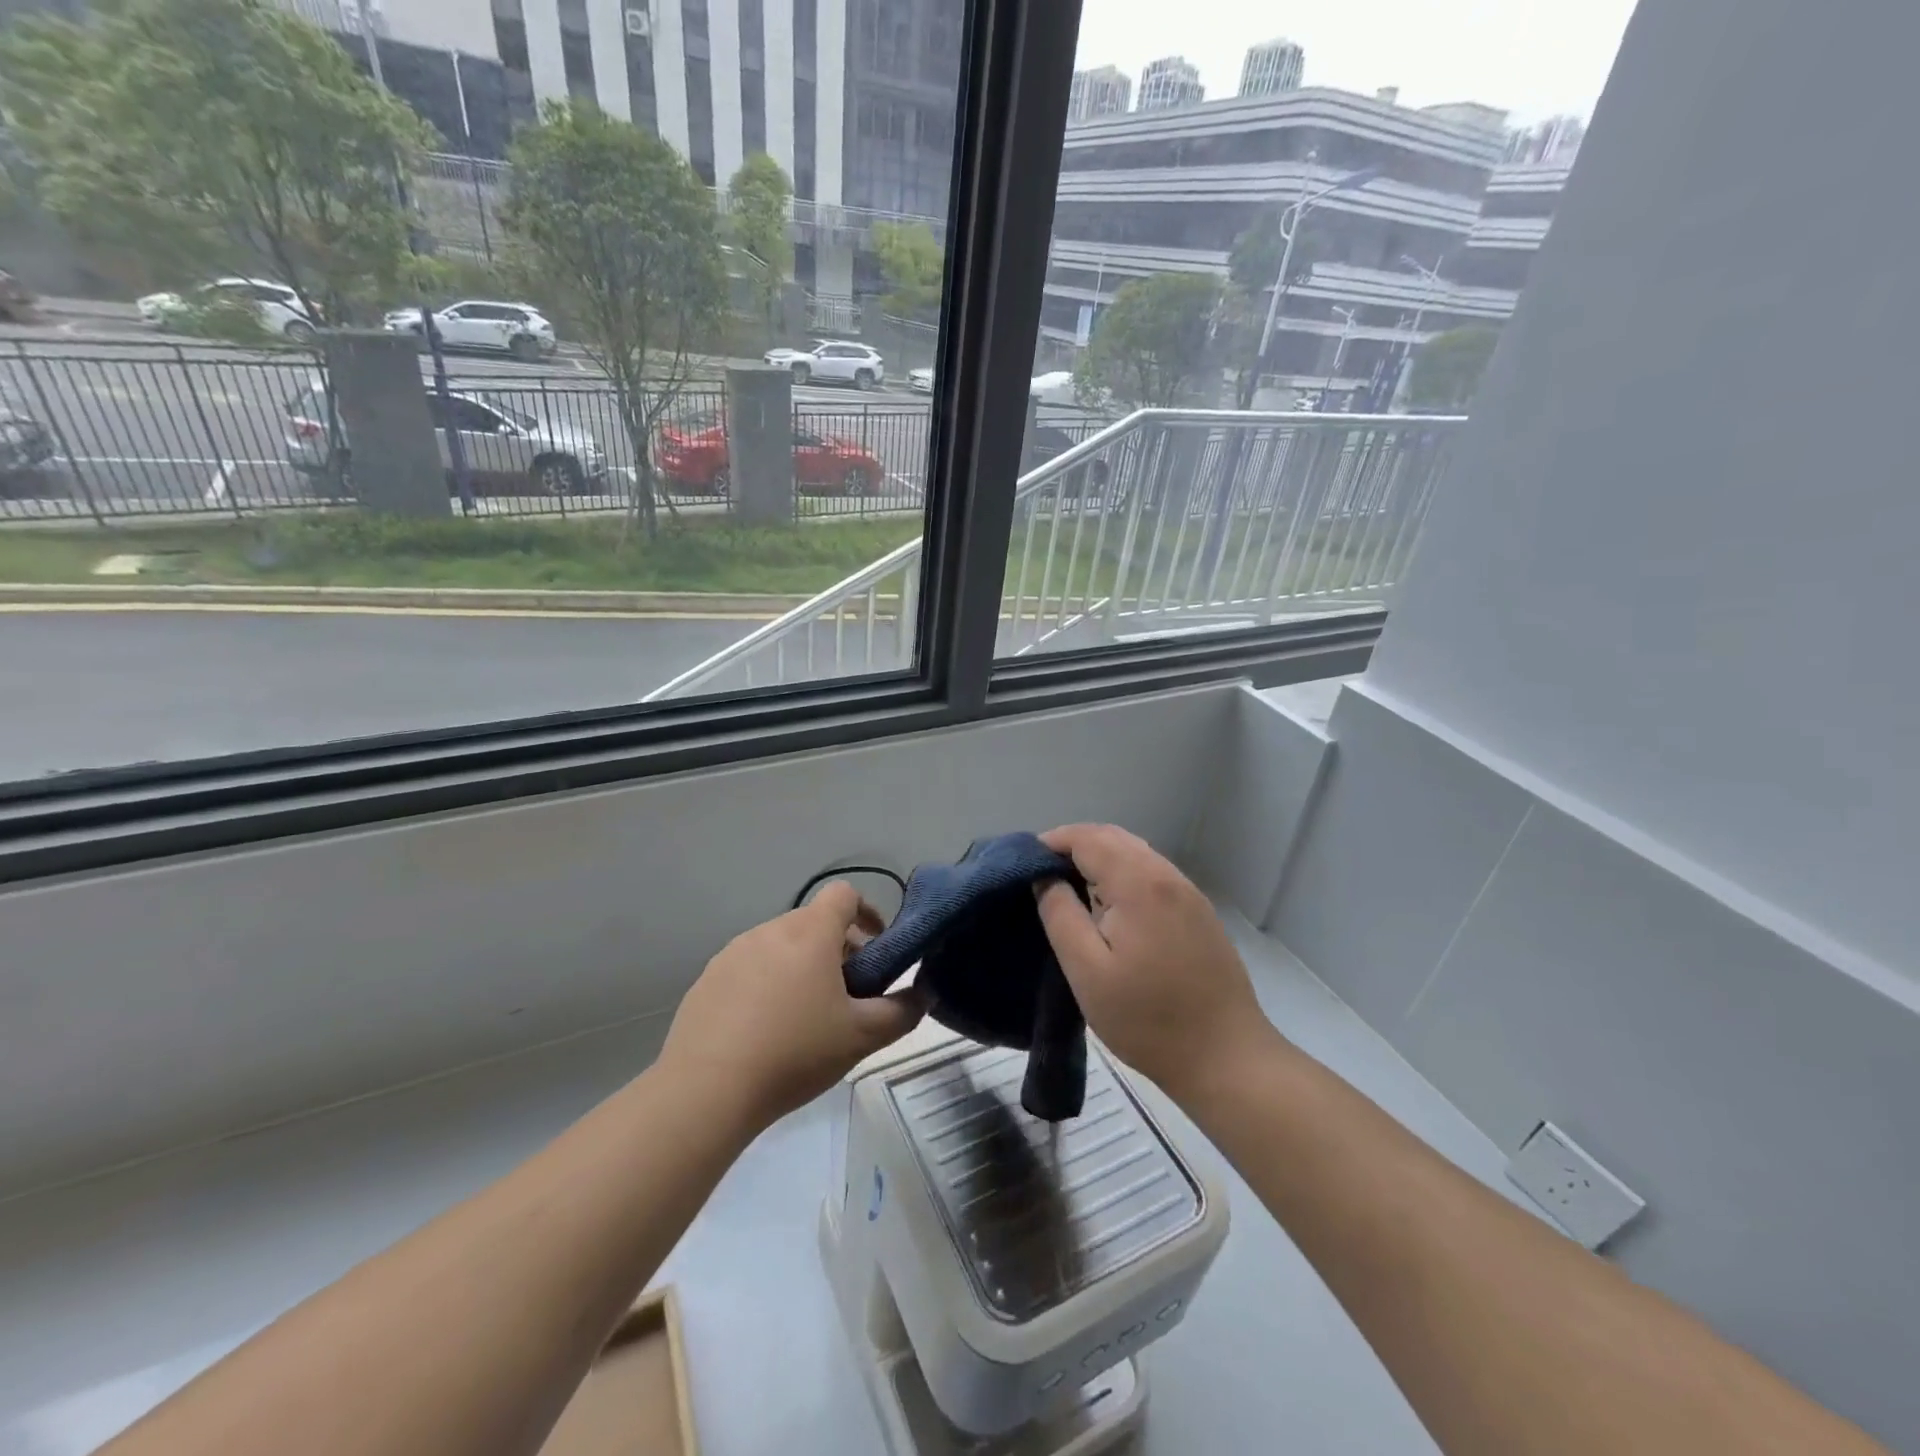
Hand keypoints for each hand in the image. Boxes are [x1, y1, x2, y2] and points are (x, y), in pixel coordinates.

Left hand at [658, 882, 925, 1131]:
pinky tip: (765, 1030)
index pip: (844, 894)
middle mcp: (770, 930)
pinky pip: (748, 968)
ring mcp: (732, 953)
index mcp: (810, 933)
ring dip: (800, 965)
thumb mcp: (862, 1037)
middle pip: (813, 922)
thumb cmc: (795, 1052)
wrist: (706, 1090)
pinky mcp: (707, 980)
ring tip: (805, 1014)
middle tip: (848, 992)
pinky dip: (766, 984)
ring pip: (779, 945)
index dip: (867, 912)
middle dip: (837, 947)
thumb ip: (903, 1011)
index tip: (876, 947)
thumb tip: (924, 992)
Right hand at [1035, 823, 1276, 1102]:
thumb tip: (1045, 878)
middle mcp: (1167, 875)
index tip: (1024, 864)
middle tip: (1042, 873)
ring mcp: (1188, 892)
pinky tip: (1109, 905)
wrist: (1226, 1057)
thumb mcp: (1087, 972)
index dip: (1053, 841)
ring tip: (1070, 887)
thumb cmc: (1147, 1018)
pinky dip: (1123, 872)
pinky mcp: (1198, 911)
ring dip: (1099, 857)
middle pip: (1113, 837)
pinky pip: (1152, 872)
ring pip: (1135, 852)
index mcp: (1139, 883)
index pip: (1088, 838)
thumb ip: (1060, 915)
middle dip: (1074, 844)